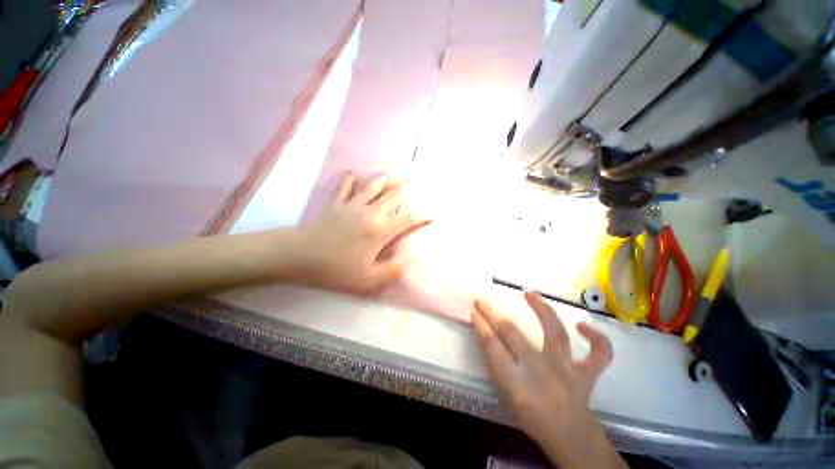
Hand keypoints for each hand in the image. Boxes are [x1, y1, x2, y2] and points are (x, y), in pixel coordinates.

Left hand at [299, 172, 426, 293]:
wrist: (302, 257)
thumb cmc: (337, 270)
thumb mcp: (368, 279)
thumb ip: (391, 269)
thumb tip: (404, 257)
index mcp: (380, 231)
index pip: (407, 218)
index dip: (422, 216)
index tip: (431, 215)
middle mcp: (370, 212)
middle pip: (393, 195)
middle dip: (406, 189)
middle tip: (413, 185)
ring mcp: (352, 205)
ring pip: (372, 185)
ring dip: (385, 178)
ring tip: (393, 174)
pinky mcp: (336, 202)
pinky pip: (345, 186)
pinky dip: (351, 178)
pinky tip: (355, 173)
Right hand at [472, 291, 625, 468]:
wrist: (567, 437)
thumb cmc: (531, 415)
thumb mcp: (505, 391)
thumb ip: (495, 362)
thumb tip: (486, 332)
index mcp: (516, 379)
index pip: (491, 343)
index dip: (480, 324)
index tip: (473, 311)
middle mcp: (540, 368)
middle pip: (510, 331)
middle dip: (492, 313)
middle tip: (482, 301)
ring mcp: (566, 368)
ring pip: (554, 331)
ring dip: (541, 309)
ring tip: (529, 294)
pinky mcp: (586, 374)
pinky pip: (599, 354)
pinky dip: (596, 339)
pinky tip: (582, 326)